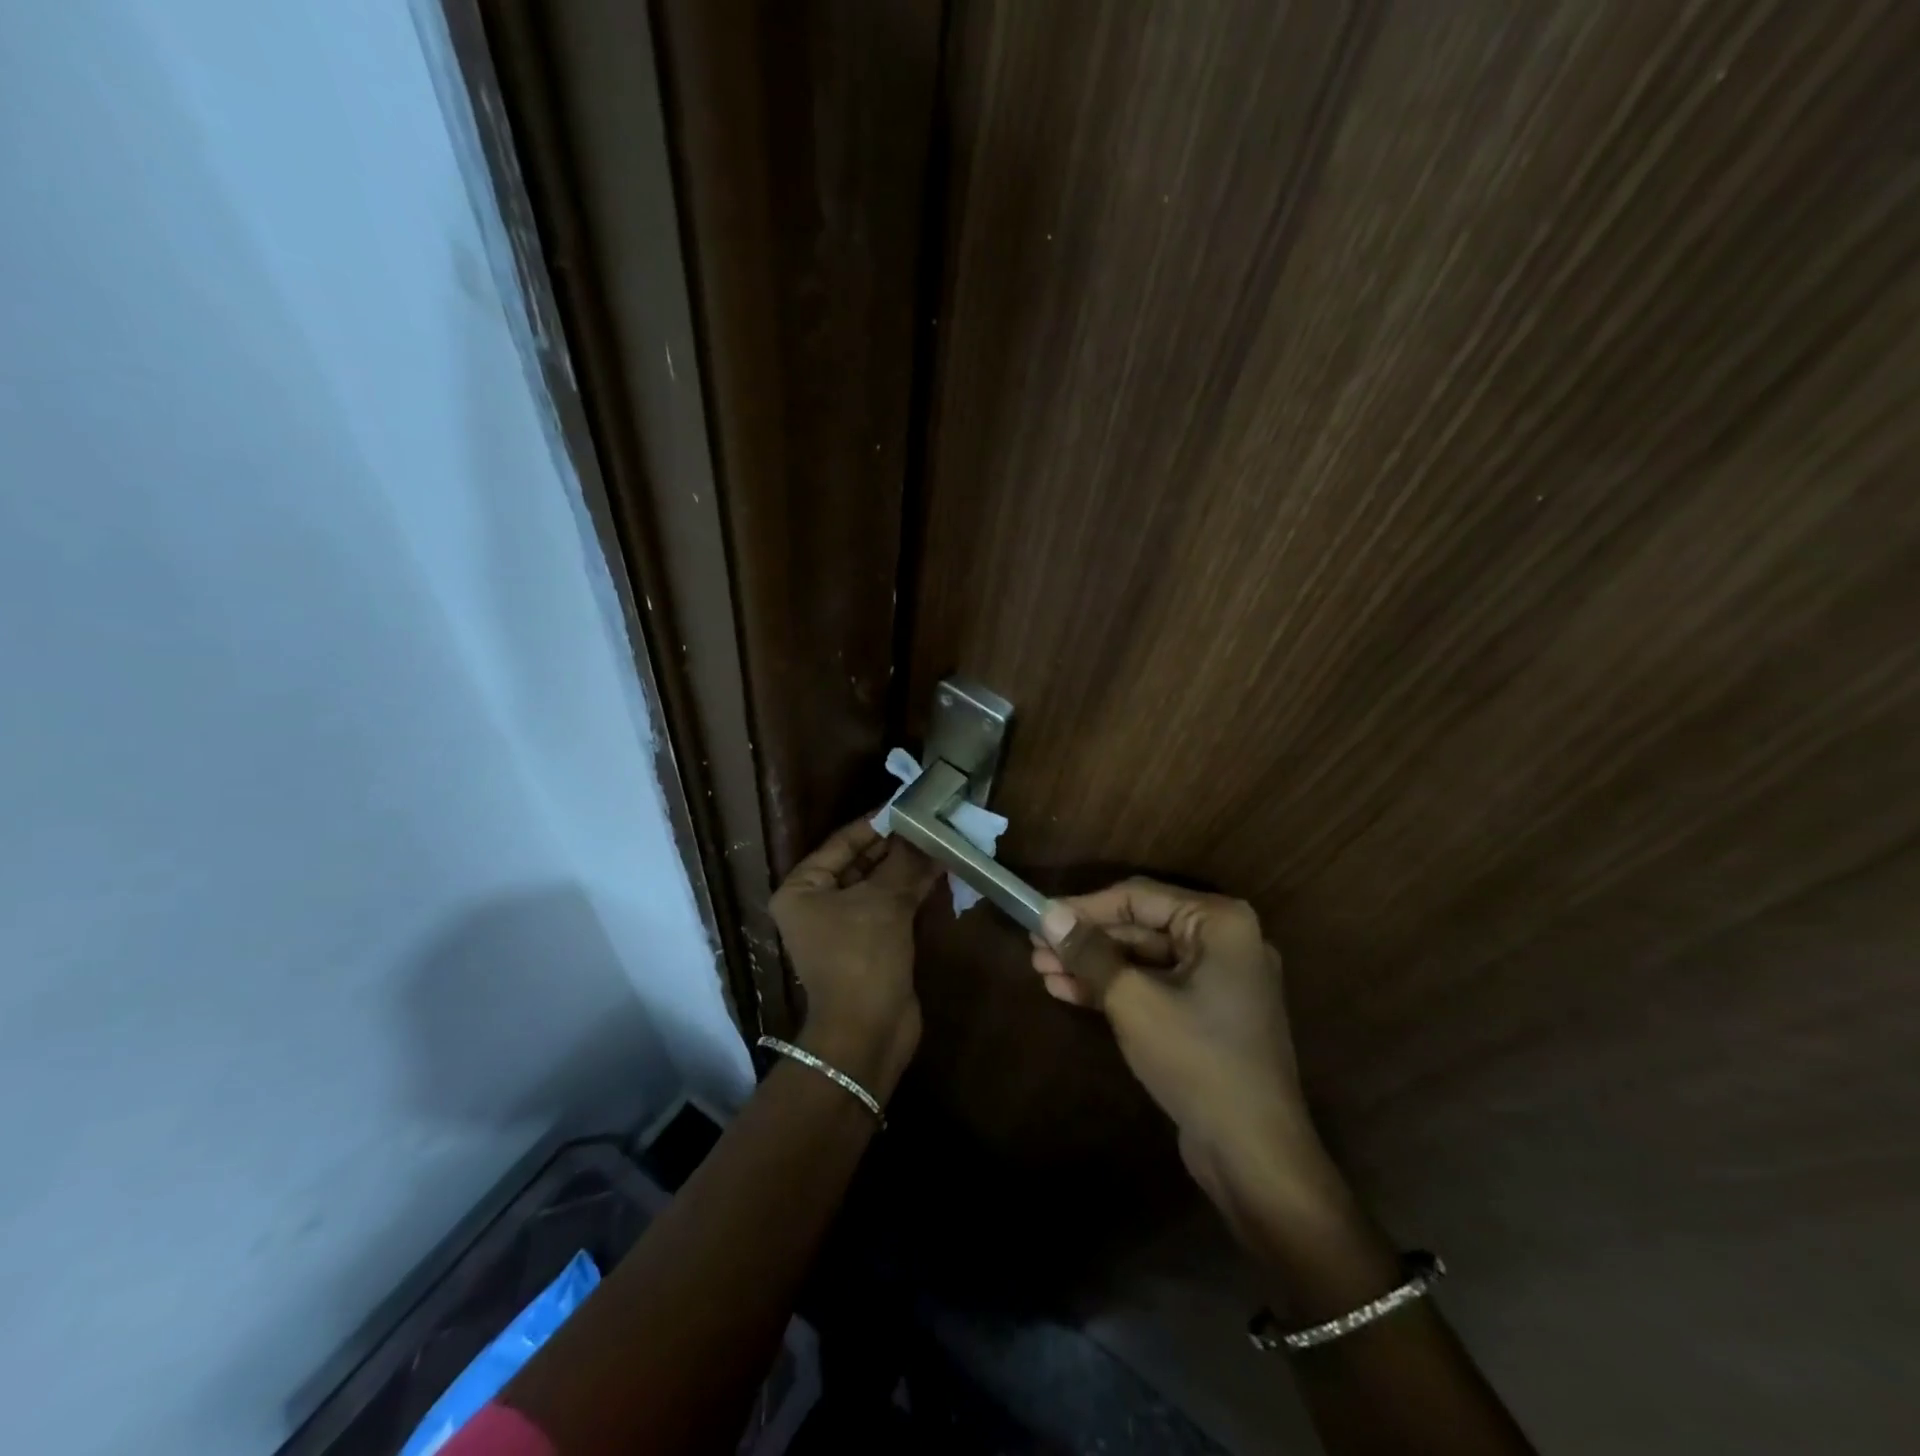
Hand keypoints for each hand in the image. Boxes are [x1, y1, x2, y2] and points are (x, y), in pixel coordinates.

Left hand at [770, 818, 938, 1099]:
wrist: (869, 1033)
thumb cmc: (862, 957)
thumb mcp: (884, 901)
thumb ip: (905, 861)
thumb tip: (926, 830)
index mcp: (802, 889)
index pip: (842, 842)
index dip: (877, 822)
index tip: (909, 804)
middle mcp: (818, 904)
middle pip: (861, 862)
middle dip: (897, 845)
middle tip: (932, 820)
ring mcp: (845, 925)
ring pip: (880, 884)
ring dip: (909, 865)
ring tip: (942, 838)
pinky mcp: (871, 943)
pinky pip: (891, 905)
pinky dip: (913, 889)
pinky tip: (942, 868)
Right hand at [1031, 880, 1329, 1212]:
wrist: (1254, 1154)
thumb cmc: (1197, 1060)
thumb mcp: (1133, 1001)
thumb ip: (1089, 953)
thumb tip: (1048, 916)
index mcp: (1219, 922)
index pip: (1138, 897)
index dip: (1084, 906)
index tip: (1040, 916)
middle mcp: (1224, 941)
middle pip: (1140, 927)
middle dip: (1086, 939)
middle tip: (1035, 947)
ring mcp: (1218, 979)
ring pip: (1143, 959)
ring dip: (1094, 965)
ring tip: (1041, 970)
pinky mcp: (1208, 1012)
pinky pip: (1155, 986)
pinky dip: (1116, 988)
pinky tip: (1067, 991)